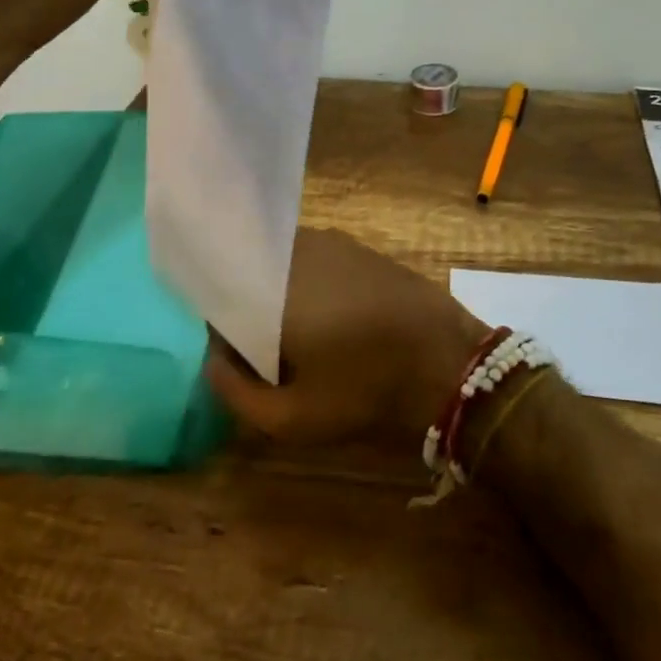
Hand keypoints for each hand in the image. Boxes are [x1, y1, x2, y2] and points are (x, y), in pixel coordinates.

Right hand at [204, 228, 492, 448]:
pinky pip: (313, 260)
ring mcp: (329, 242)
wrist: (448, 361)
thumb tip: (212, 360)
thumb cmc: (365, 390)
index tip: (233, 354)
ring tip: (301, 337)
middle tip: (270, 352)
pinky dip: (309, 284)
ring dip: (281, 295)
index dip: (221, 323)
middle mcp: (294, 251)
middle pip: (252, 273)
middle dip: (251, 307)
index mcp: (270, 286)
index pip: (220, 289)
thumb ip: (236, 393)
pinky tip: (331, 319)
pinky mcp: (357, 246)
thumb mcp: (292, 419)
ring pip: (282, 265)